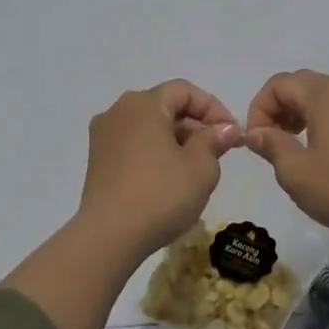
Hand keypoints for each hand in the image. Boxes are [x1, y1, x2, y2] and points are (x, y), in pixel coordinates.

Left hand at [77, 80, 243, 259]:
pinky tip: (169, 180)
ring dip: (176, 141)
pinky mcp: (97, 162)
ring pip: (148, 128)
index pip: (184, 91)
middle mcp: (118, 111)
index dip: (213, 108)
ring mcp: (103, 137)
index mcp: (143, 103)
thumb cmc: (161, 194)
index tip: (232, 134)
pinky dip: (155, 154)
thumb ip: (214, 140)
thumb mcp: (201, 167)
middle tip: (218, 152)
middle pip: (164, 107)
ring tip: (196, 169)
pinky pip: (133, 146)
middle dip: (195, 126)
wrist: (109, 236)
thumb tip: (224, 128)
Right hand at [244, 69, 328, 309]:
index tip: (256, 142)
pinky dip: (324, 123)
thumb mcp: (295, 172)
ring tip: (295, 150)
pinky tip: (324, 155)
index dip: (259, 109)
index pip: (278, 84)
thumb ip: (271, 145)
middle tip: (271, 143)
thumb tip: (255, 132)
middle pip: (302, 85)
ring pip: (324, 98)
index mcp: (324, 93)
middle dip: (279, 110)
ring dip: (301, 116)